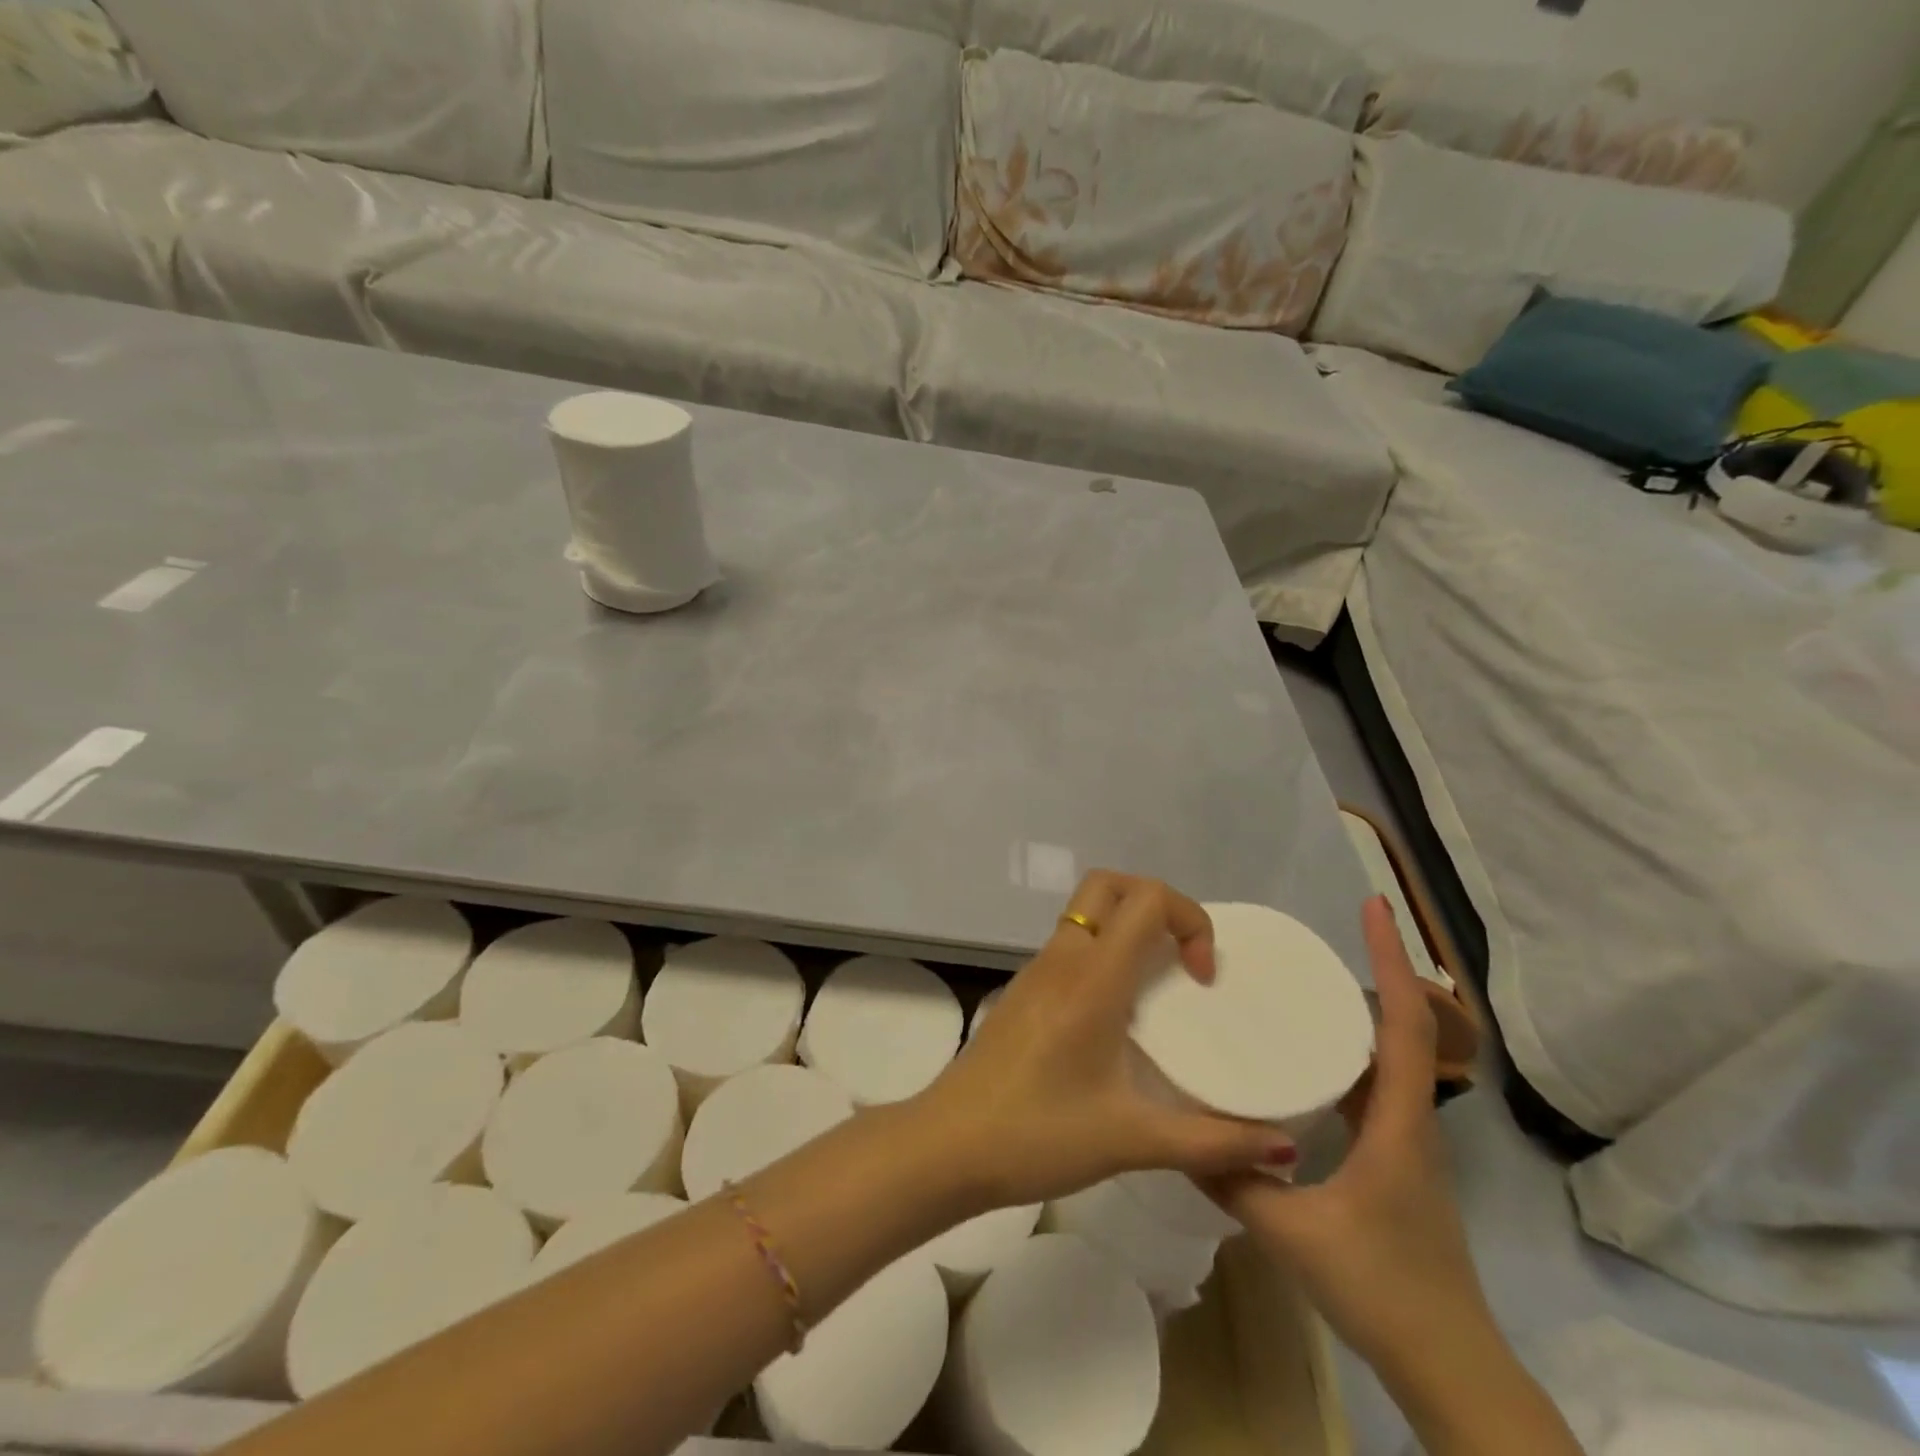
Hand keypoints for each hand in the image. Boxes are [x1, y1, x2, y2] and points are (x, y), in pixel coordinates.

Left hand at [910, 871, 1293, 1210]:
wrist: (947, 1145)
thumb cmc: (1037, 1135)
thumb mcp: (1130, 1140)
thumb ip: (1212, 1143)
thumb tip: (1286, 1149)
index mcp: (1092, 978)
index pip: (1146, 898)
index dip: (1189, 919)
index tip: (1201, 978)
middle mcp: (1063, 957)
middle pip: (1110, 884)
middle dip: (1156, 902)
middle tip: (1181, 961)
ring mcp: (1037, 969)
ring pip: (1087, 911)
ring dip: (1128, 927)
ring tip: (1159, 987)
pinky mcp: (1024, 989)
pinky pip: (1071, 942)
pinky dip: (1104, 950)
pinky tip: (1118, 1014)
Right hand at [1207, 898, 1495, 1377]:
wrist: (1450, 1369)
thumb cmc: (1383, 1289)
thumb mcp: (1292, 1232)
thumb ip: (1232, 1179)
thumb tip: (1179, 1134)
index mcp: (1399, 1122)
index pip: (1403, 1025)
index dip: (1392, 961)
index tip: (1375, 908)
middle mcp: (1410, 1121)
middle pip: (1401, 1030)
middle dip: (1373, 975)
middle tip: (1315, 944)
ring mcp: (1405, 1144)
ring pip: (1386, 1062)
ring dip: (1358, 1018)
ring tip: (1302, 991)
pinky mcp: (1393, 1164)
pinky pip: (1372, 1093)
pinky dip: (1345, 1061)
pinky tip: (1303, 1066)